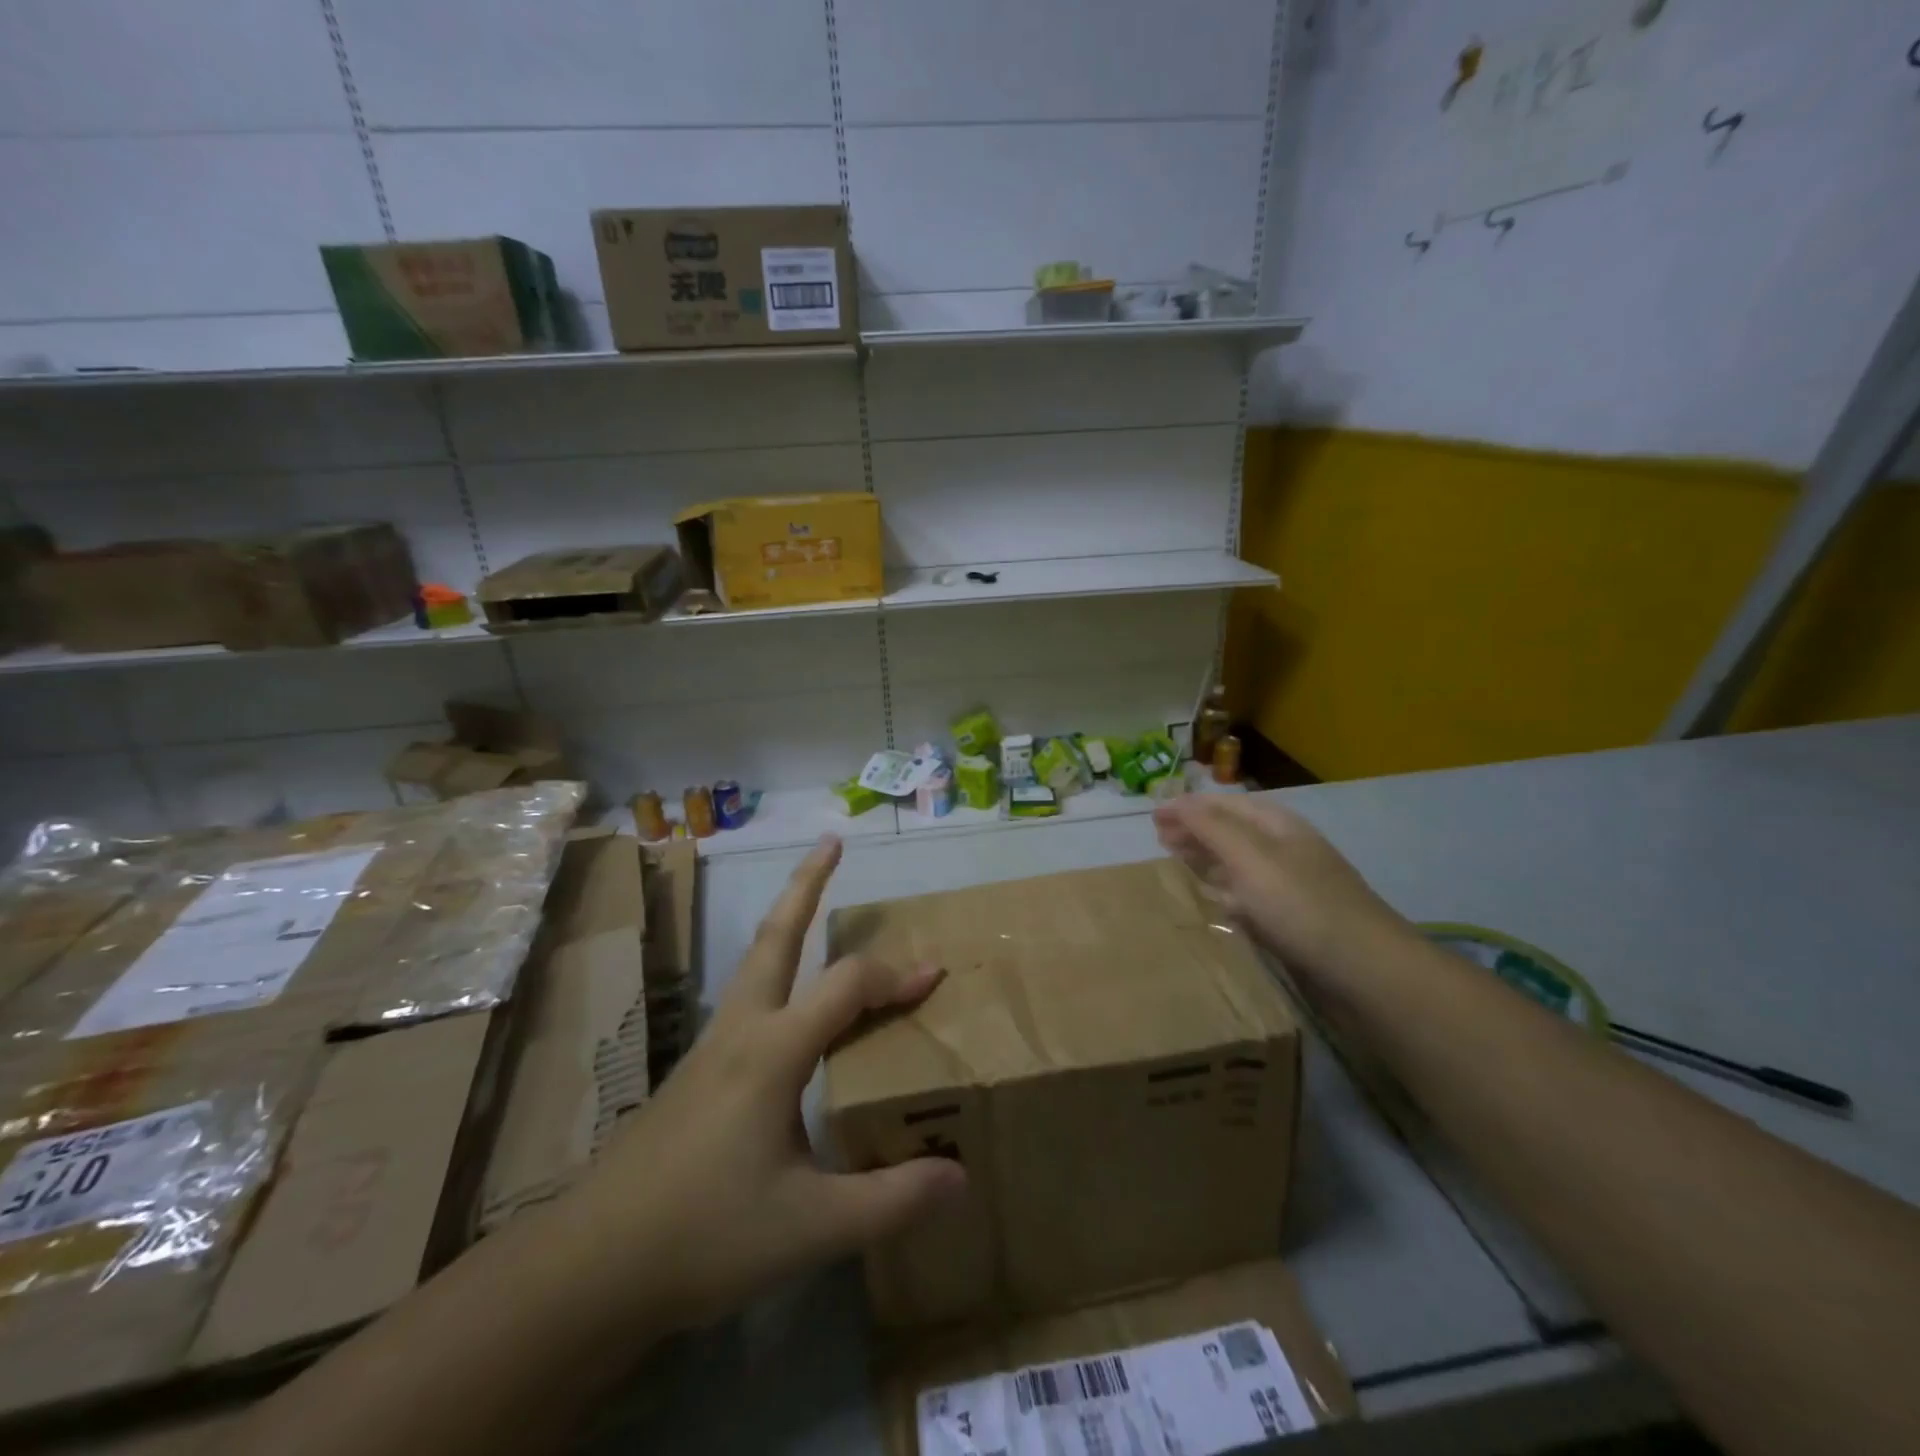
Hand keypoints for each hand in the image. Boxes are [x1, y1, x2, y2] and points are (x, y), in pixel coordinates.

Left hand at [562, 834, 965, 1333]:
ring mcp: (711, 1048)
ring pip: (755, 962)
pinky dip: (776, 973)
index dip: (896, 975)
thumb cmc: (702, 1236)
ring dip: (787, 923)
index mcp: (773, 1051)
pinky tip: (788, 1010)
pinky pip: (747, 999)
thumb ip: (890, 1201)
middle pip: (776, 935)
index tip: (934, 975)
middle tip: (830, 843)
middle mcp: (741, 1031)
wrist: (588, 1268)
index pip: (847, 986)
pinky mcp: (695, 1072)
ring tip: (812, 905)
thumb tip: (959, 1177)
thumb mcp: (809, 1227)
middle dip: (806, 884)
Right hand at [1153, 795, 1407, 977]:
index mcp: (1277, 825)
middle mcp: (1284, 849)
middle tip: (1159, 840)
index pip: (1224, 804)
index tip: (1152, 815)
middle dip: (1195, 831)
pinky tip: (1210, 902)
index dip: (1187, 806)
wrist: (1365, 971)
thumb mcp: (1251, 857)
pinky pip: (1248, 897)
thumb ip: (1210, 828)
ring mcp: (1290, 886)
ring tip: (1176, 864)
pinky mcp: (1291, 921)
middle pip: (1231, 831)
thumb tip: (1176, 802)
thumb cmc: (1301, 905)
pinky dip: (1224, 892)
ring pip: (1238, 864)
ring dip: (1206, 860)